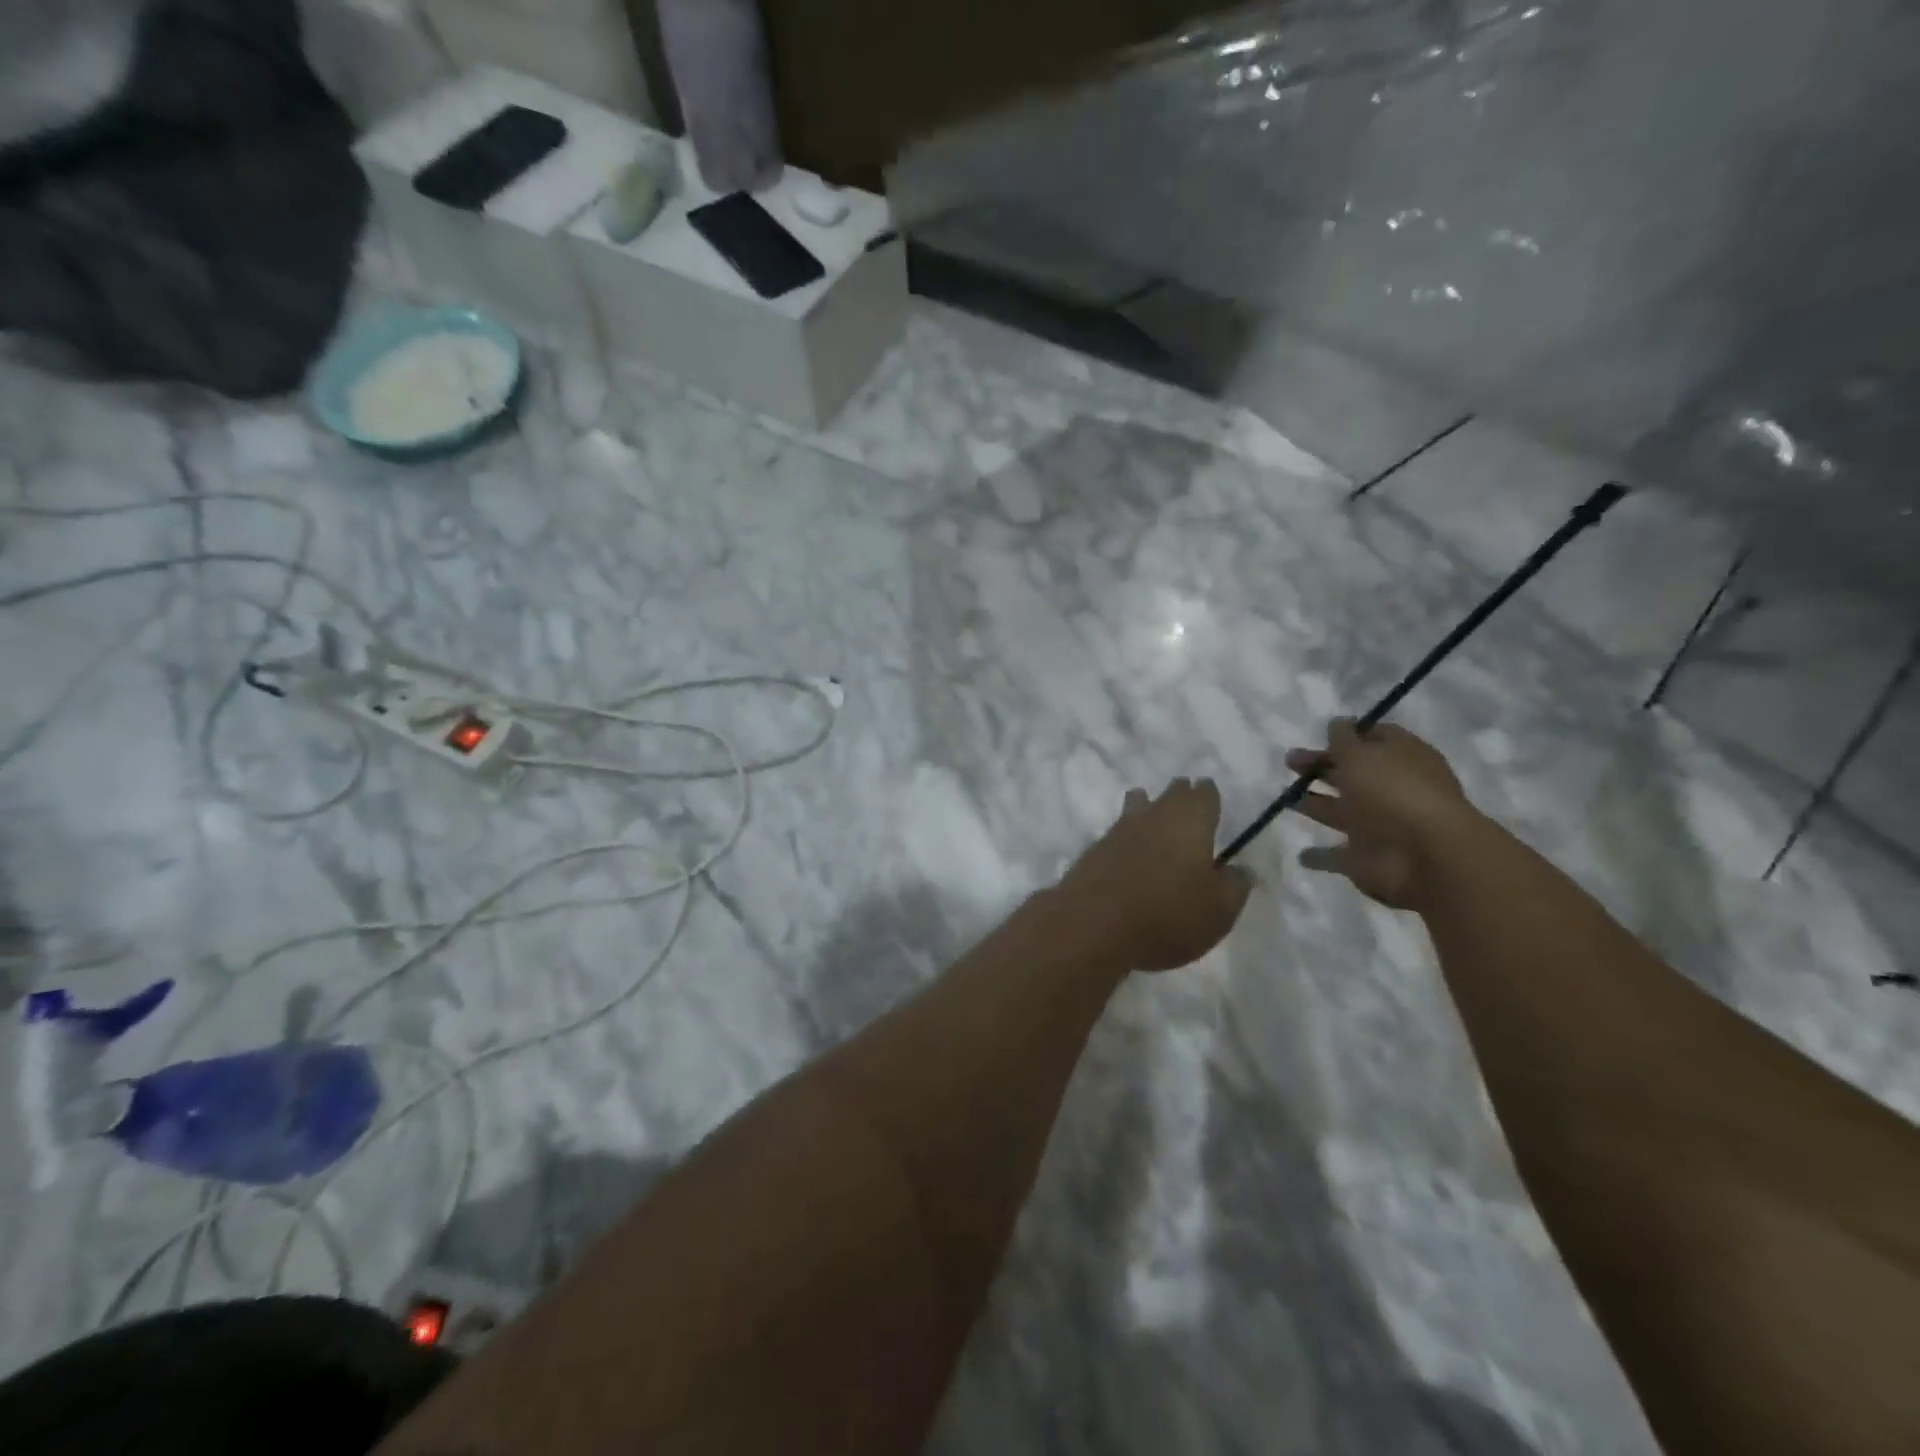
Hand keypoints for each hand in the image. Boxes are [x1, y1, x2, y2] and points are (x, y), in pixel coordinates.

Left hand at [1058, 778, 1252, 971]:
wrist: (1094, 925)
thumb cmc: (1169, 915)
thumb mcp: (1219, 909)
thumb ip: (1235, 885)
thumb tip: (1239, 869)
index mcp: (1190, 821)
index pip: (1204, 795)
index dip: (1208, 794)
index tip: (1209, 793)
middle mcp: (1154, 816)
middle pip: (1170, 795)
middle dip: (1180, 794)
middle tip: (1185, 796)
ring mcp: (1119, 830)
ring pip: (1137, 806)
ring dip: (1146, 806)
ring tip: (1150, 808)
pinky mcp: (1094, 850)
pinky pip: (1118, 833)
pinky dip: (1127, 836)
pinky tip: (1128, 848)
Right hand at [1288, 720, 1479, 910]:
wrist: (1426, 855)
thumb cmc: (1393, 792)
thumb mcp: (1361, 754)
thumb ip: (1343, 739)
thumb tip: (1337, 723)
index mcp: (1401, 758)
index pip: (1376, 738)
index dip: (1350, 734)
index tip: (1322, 733)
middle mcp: (1391, 790)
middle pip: (1351, 774)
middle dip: (1321, 767)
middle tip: (1290, 760)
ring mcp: (1380, 826)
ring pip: (1340, 812)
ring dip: (1315, 805)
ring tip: (1285, 799)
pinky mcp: (1366, 859)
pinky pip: (1338, 856)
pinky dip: (1321, 856)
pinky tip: (1301, 855)